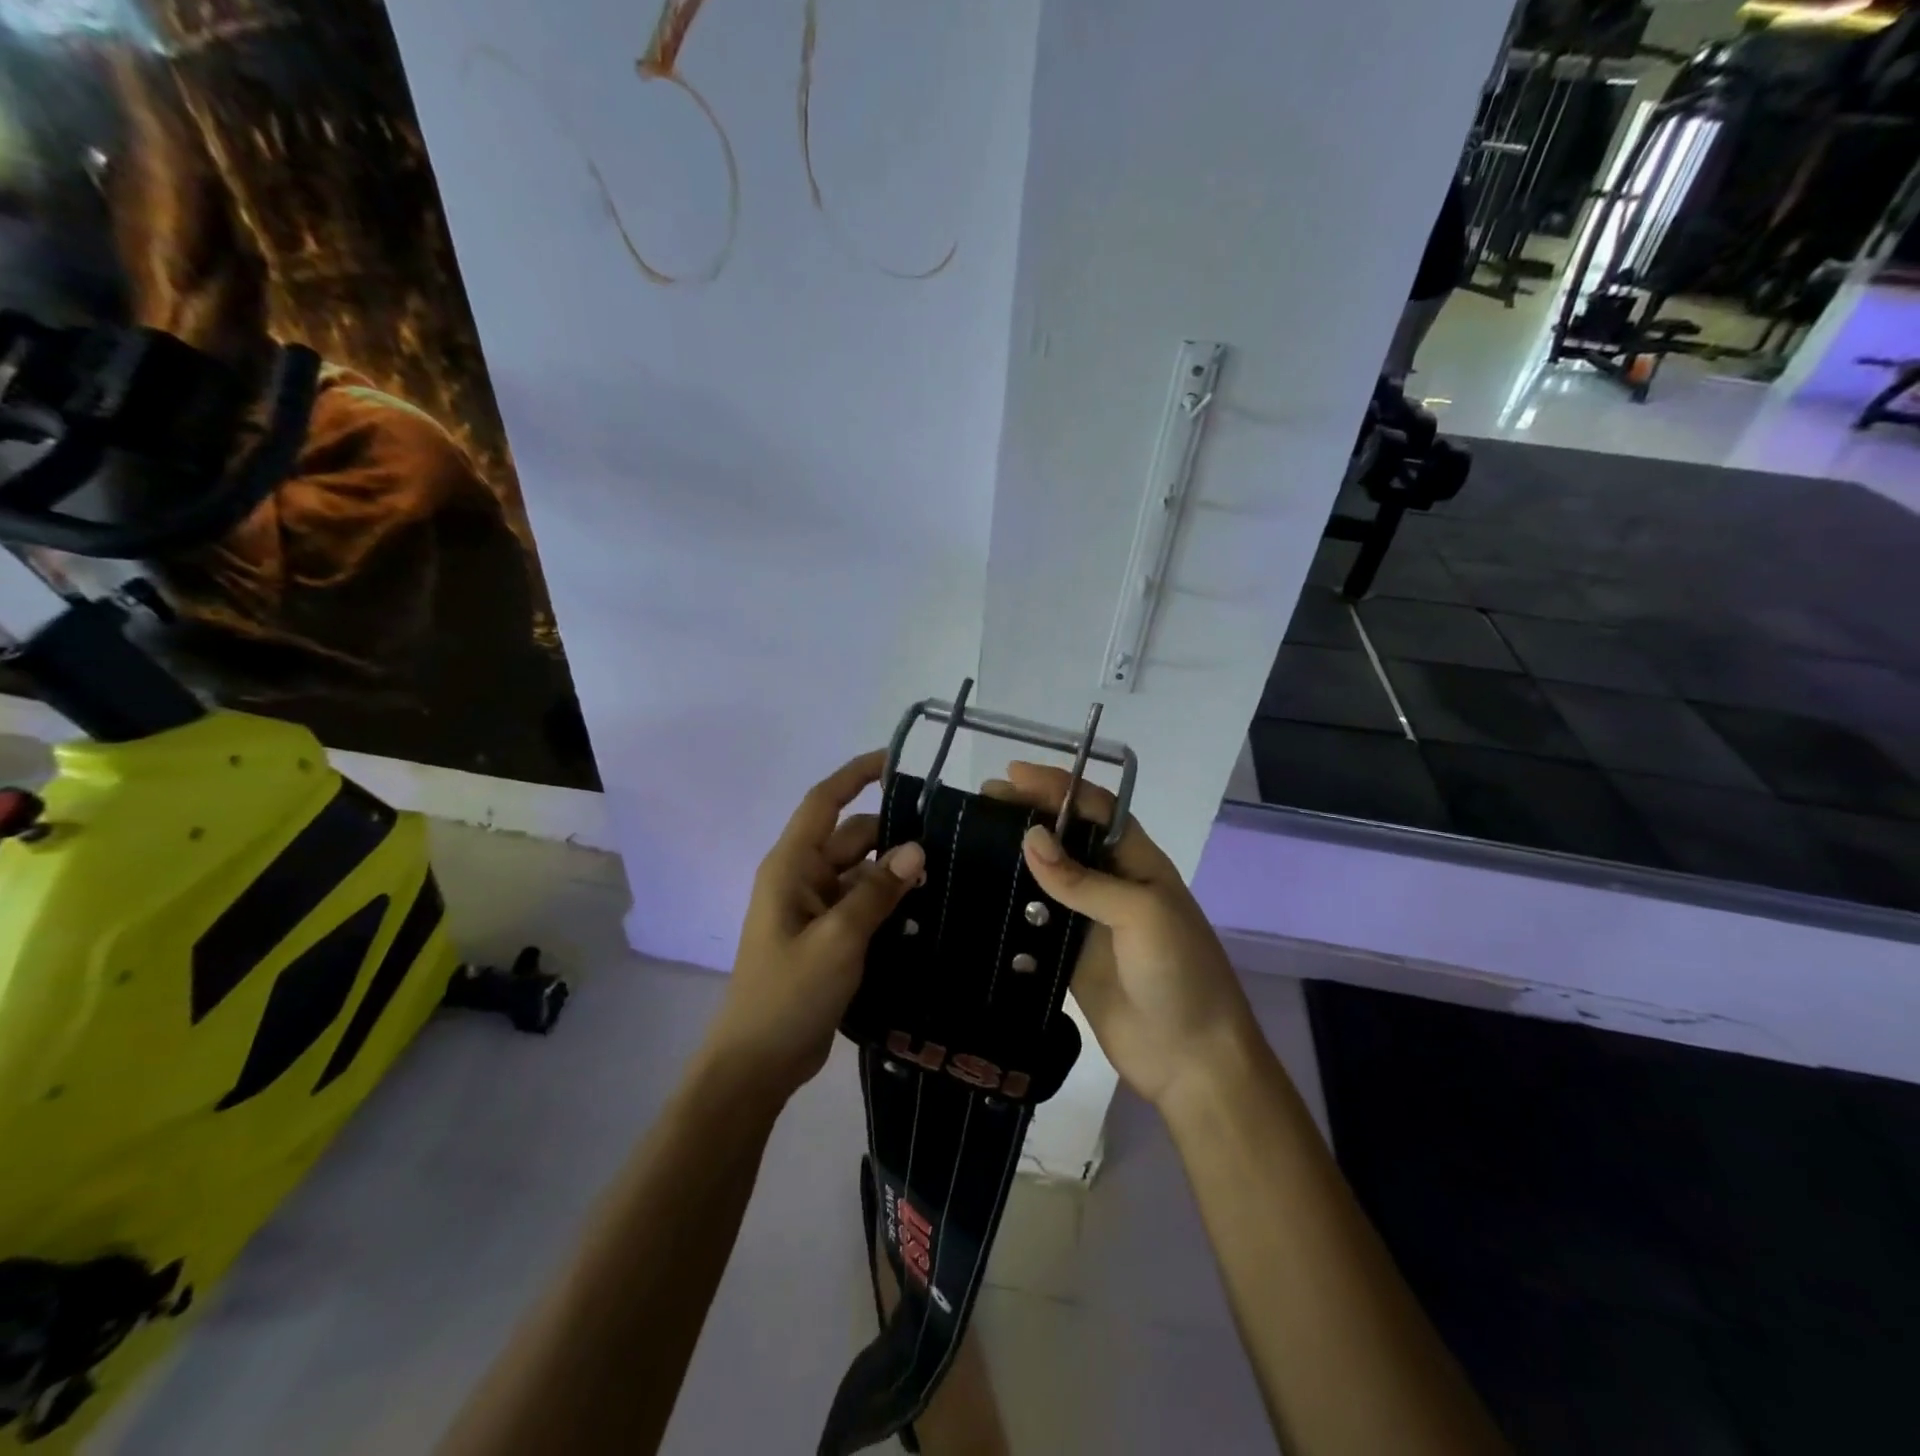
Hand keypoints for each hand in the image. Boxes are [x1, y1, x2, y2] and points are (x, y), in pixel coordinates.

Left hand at [708, 751, 925, 1103]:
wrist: (759, 1061)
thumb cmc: (789, 993)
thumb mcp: (838, 939)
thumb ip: (878, 891)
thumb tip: (917, 848)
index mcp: (792, 866)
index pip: (825, 802)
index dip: (856, 775)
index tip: (897, 761)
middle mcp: (803, 878)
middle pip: (854, 838)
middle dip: (895, 834)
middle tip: (951, 839)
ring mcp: (816, 909)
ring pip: (863, 873)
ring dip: (896, 872)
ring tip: (950, 876)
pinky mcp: (829, 936)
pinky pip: (864, 904)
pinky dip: (890, 902)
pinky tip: (928, 910)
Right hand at [984, 762, 1257, 1109]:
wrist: (1192, 1060)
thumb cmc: (1180, 972)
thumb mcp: (1141, 914)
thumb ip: (1083, 879)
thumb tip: (1029, 838)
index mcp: (1138, 861)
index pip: (1094, 808)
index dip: (1057, 787)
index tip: (1012, 775)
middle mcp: (1112, 882)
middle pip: (1065, 837)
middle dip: (1028, 813)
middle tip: (981, 803)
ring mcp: (1089, 920)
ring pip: (1046, 877)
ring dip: (1014, 857)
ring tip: (971, 839)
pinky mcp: (1069, 956)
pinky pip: (1035, 921)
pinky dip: (1010, 906)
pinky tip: (979, 893)